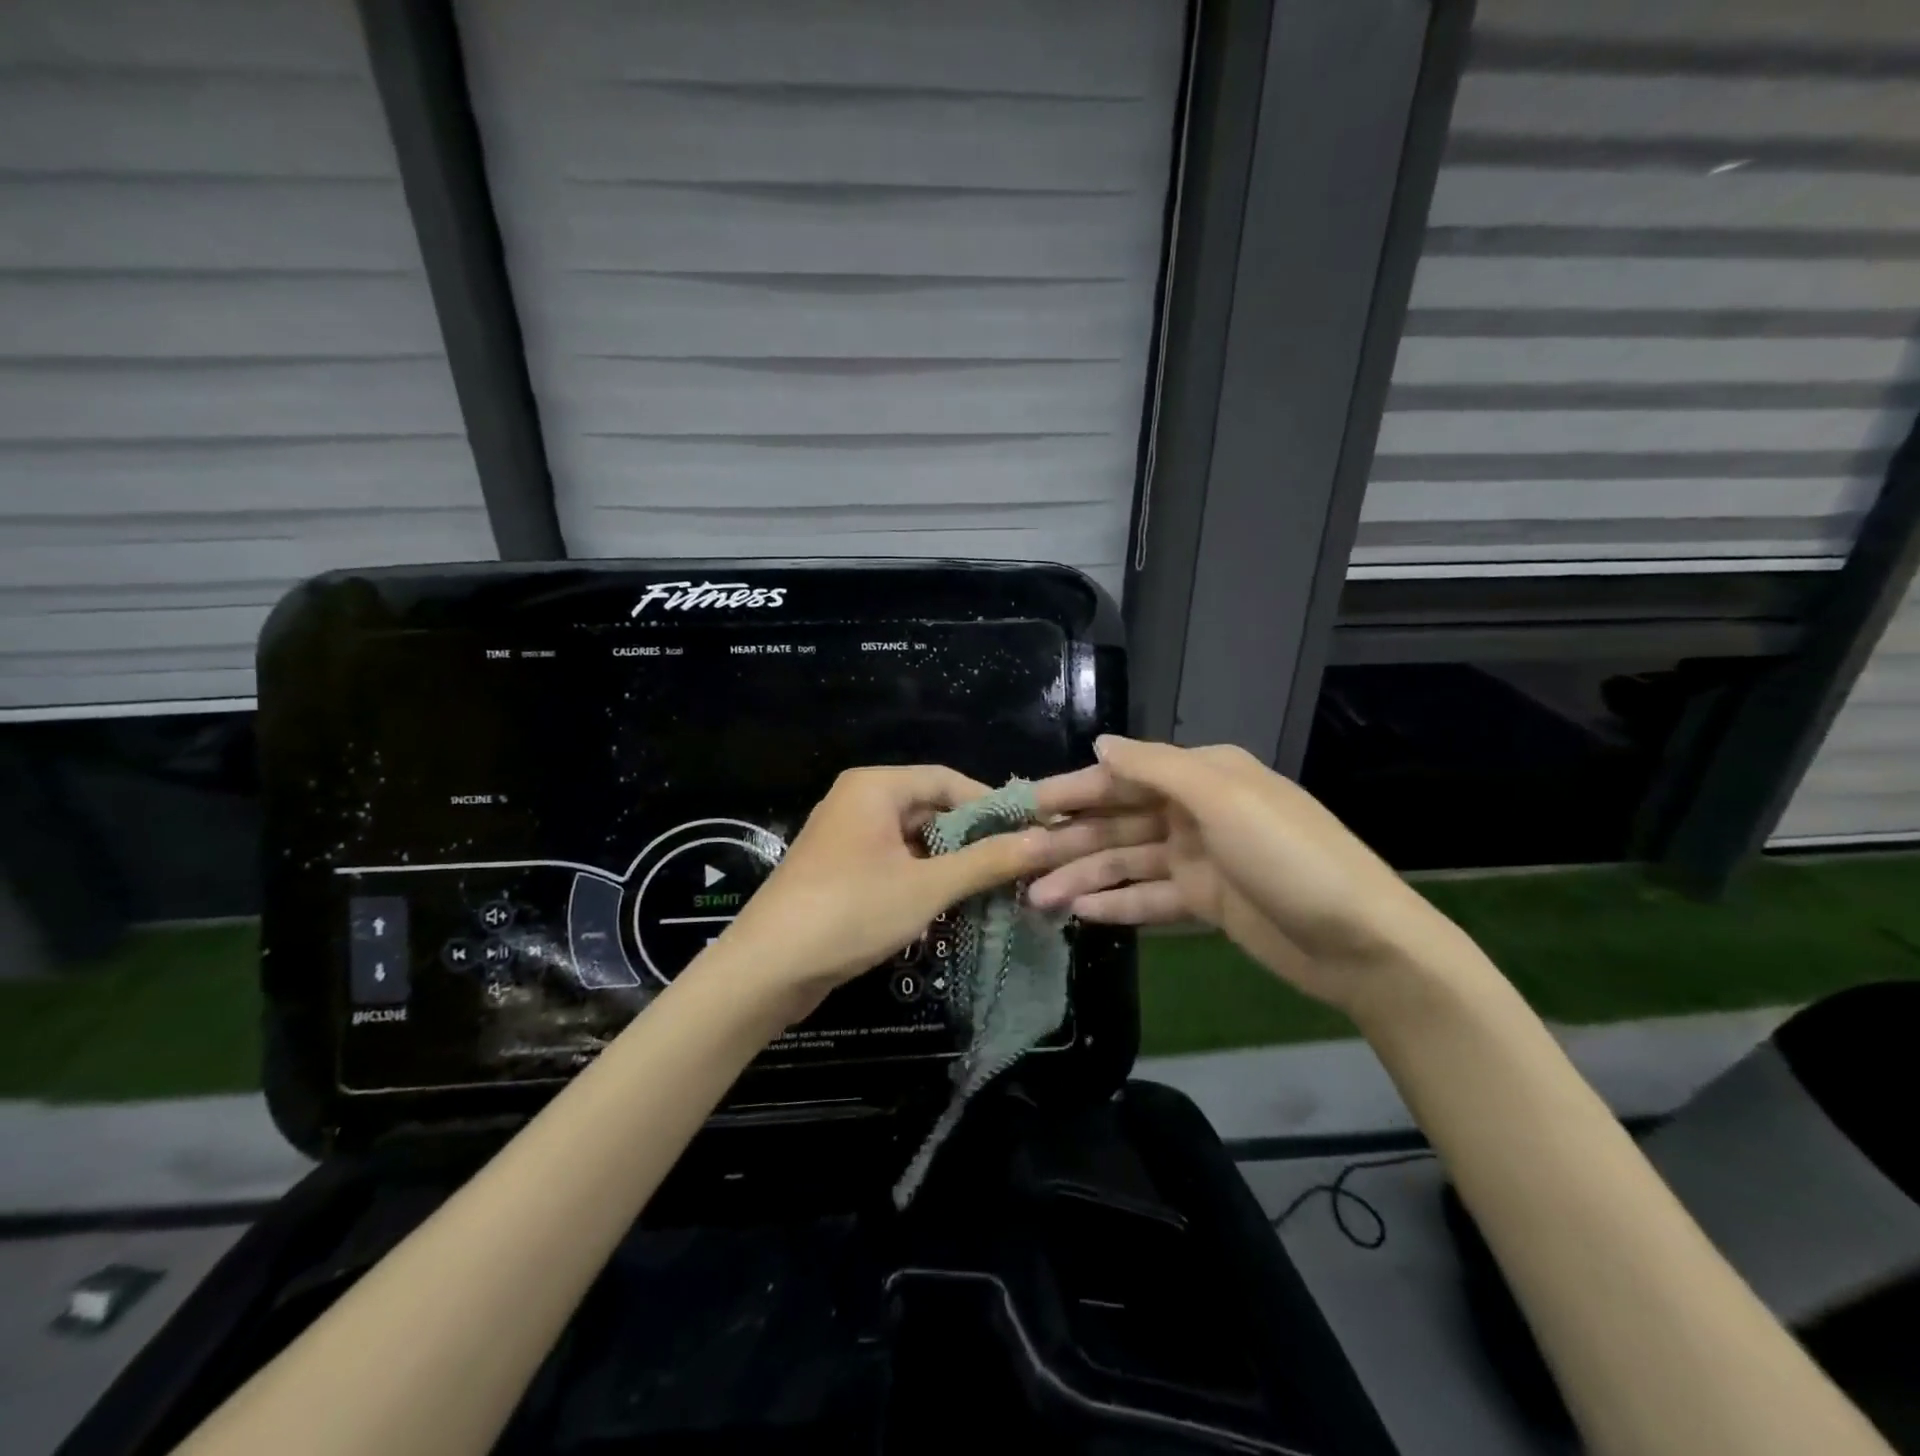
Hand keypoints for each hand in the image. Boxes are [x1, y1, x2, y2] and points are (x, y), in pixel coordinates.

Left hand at [716, 764, 1159, 1022]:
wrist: (765, 970)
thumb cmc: (849, 912)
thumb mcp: (927, 886)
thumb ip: (988, 861)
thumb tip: (1048, 839)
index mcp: (875, 787)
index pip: (949, 780)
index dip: (993, 806)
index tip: (1031, 833)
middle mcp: (859, 801)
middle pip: (932, 809)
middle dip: (974, 840)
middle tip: (1018, 868)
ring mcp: (847, 837)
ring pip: (915, 840)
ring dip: (951, 865)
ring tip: (994, 891)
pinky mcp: (842, 871)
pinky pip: (895, 863)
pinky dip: (924, 880)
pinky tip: (951, 907)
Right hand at [1027, 737, 1487, 1018]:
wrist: (1362, 943)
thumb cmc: (1290, 857)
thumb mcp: (1224, 800)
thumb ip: (1157, 768)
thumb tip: (1100, 744)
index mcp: (1203, 776)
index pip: (1124, 775)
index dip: (1074, 789)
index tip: (1026, 804)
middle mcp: (1196, 811)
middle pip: (1119, 821)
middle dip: (1070, 839)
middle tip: (1017, 860)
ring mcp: (1200, 858)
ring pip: (1127, 861)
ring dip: (1083, 876)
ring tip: (1037, 897)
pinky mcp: (1205, 902)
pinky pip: (1150, 898)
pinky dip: (1116, 903)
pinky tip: (1080, 912)